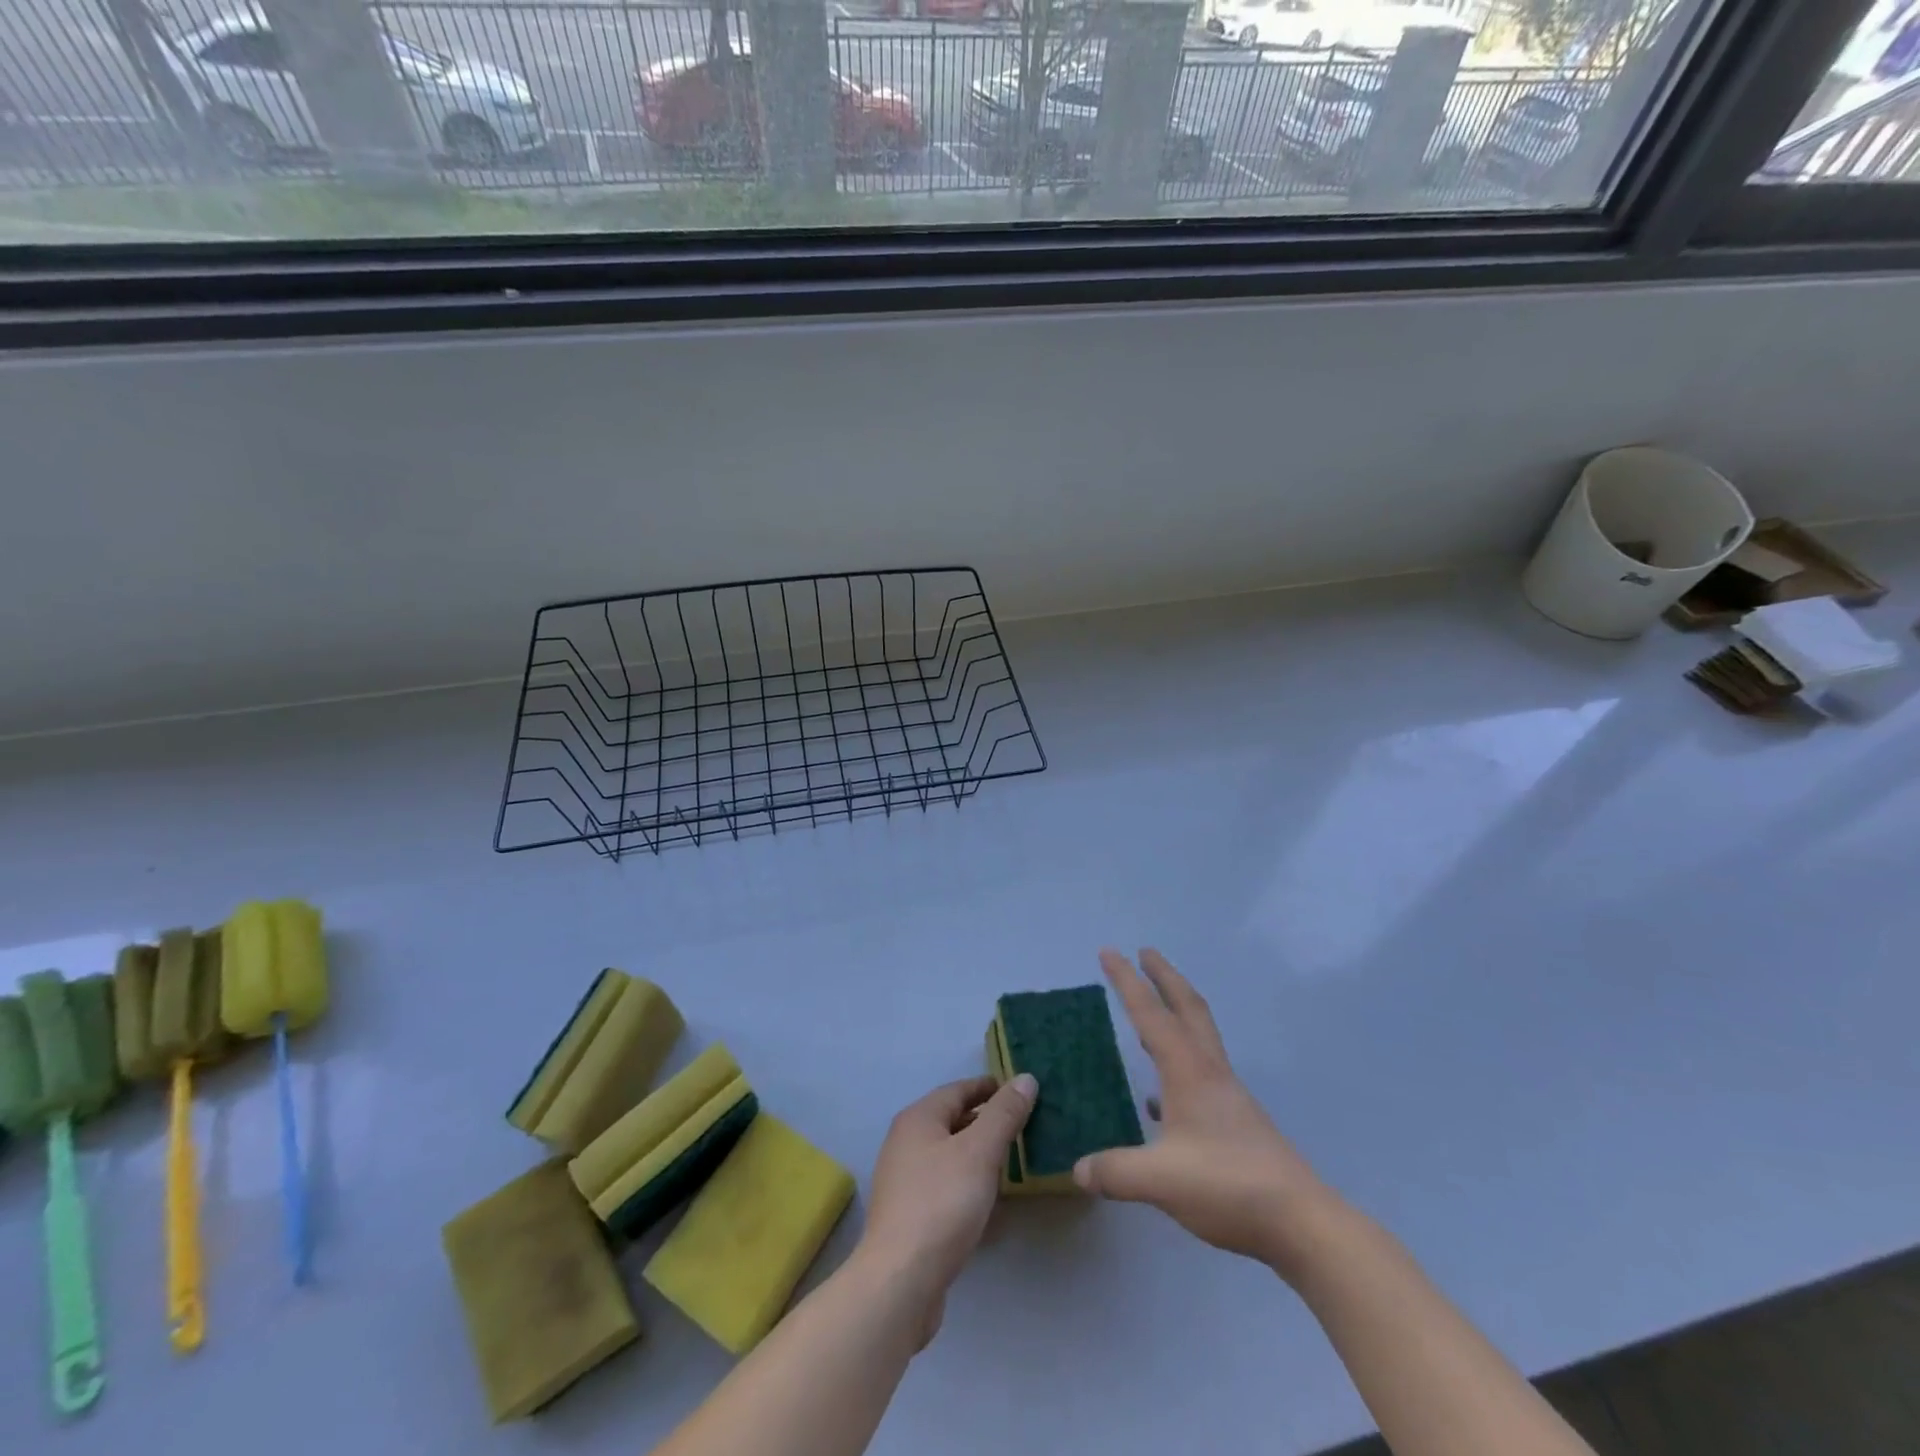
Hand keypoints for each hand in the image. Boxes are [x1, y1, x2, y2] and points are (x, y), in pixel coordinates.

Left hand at [855, 1074, 1035, 1345]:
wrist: (901, 1281)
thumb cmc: (942, 1203)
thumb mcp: (980, 1152)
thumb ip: (1004, 1114)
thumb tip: (1025, 1078)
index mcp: (918, 1119)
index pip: (958, 1089)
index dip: (989, 1087)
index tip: (1020, 1090)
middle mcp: (906, 1142)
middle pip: (952, 1120)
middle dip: (987, 1120)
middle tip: (1024, 1125)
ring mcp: (905, 1181)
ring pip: (949, 1154)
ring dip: (979, 1153)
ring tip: (1014, 1160)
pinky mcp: (910, 1215)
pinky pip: (946, 1185)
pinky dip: (969, 1182)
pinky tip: (991, 1199)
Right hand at [1074, 948, 1343, 1279]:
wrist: (1301, 1221)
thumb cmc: (1228, 1185)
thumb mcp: (1160, 1180)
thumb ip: (1116, 1171)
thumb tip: (1078, 1169)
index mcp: (1188, 1070)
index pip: (1150, 1013)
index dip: (1127, 981)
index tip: (1108, 950)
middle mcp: (1209, 1071)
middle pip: (1188, 1007)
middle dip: (1164, 976)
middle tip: (1145, 952)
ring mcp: (1227, 1094)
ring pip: (1199, 1036)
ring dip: (1176, 1011)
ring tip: (1152, 1008)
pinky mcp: (1236, 1120)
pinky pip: (1201, 1074)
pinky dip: (1178, 1066)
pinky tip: (1159, 1100)